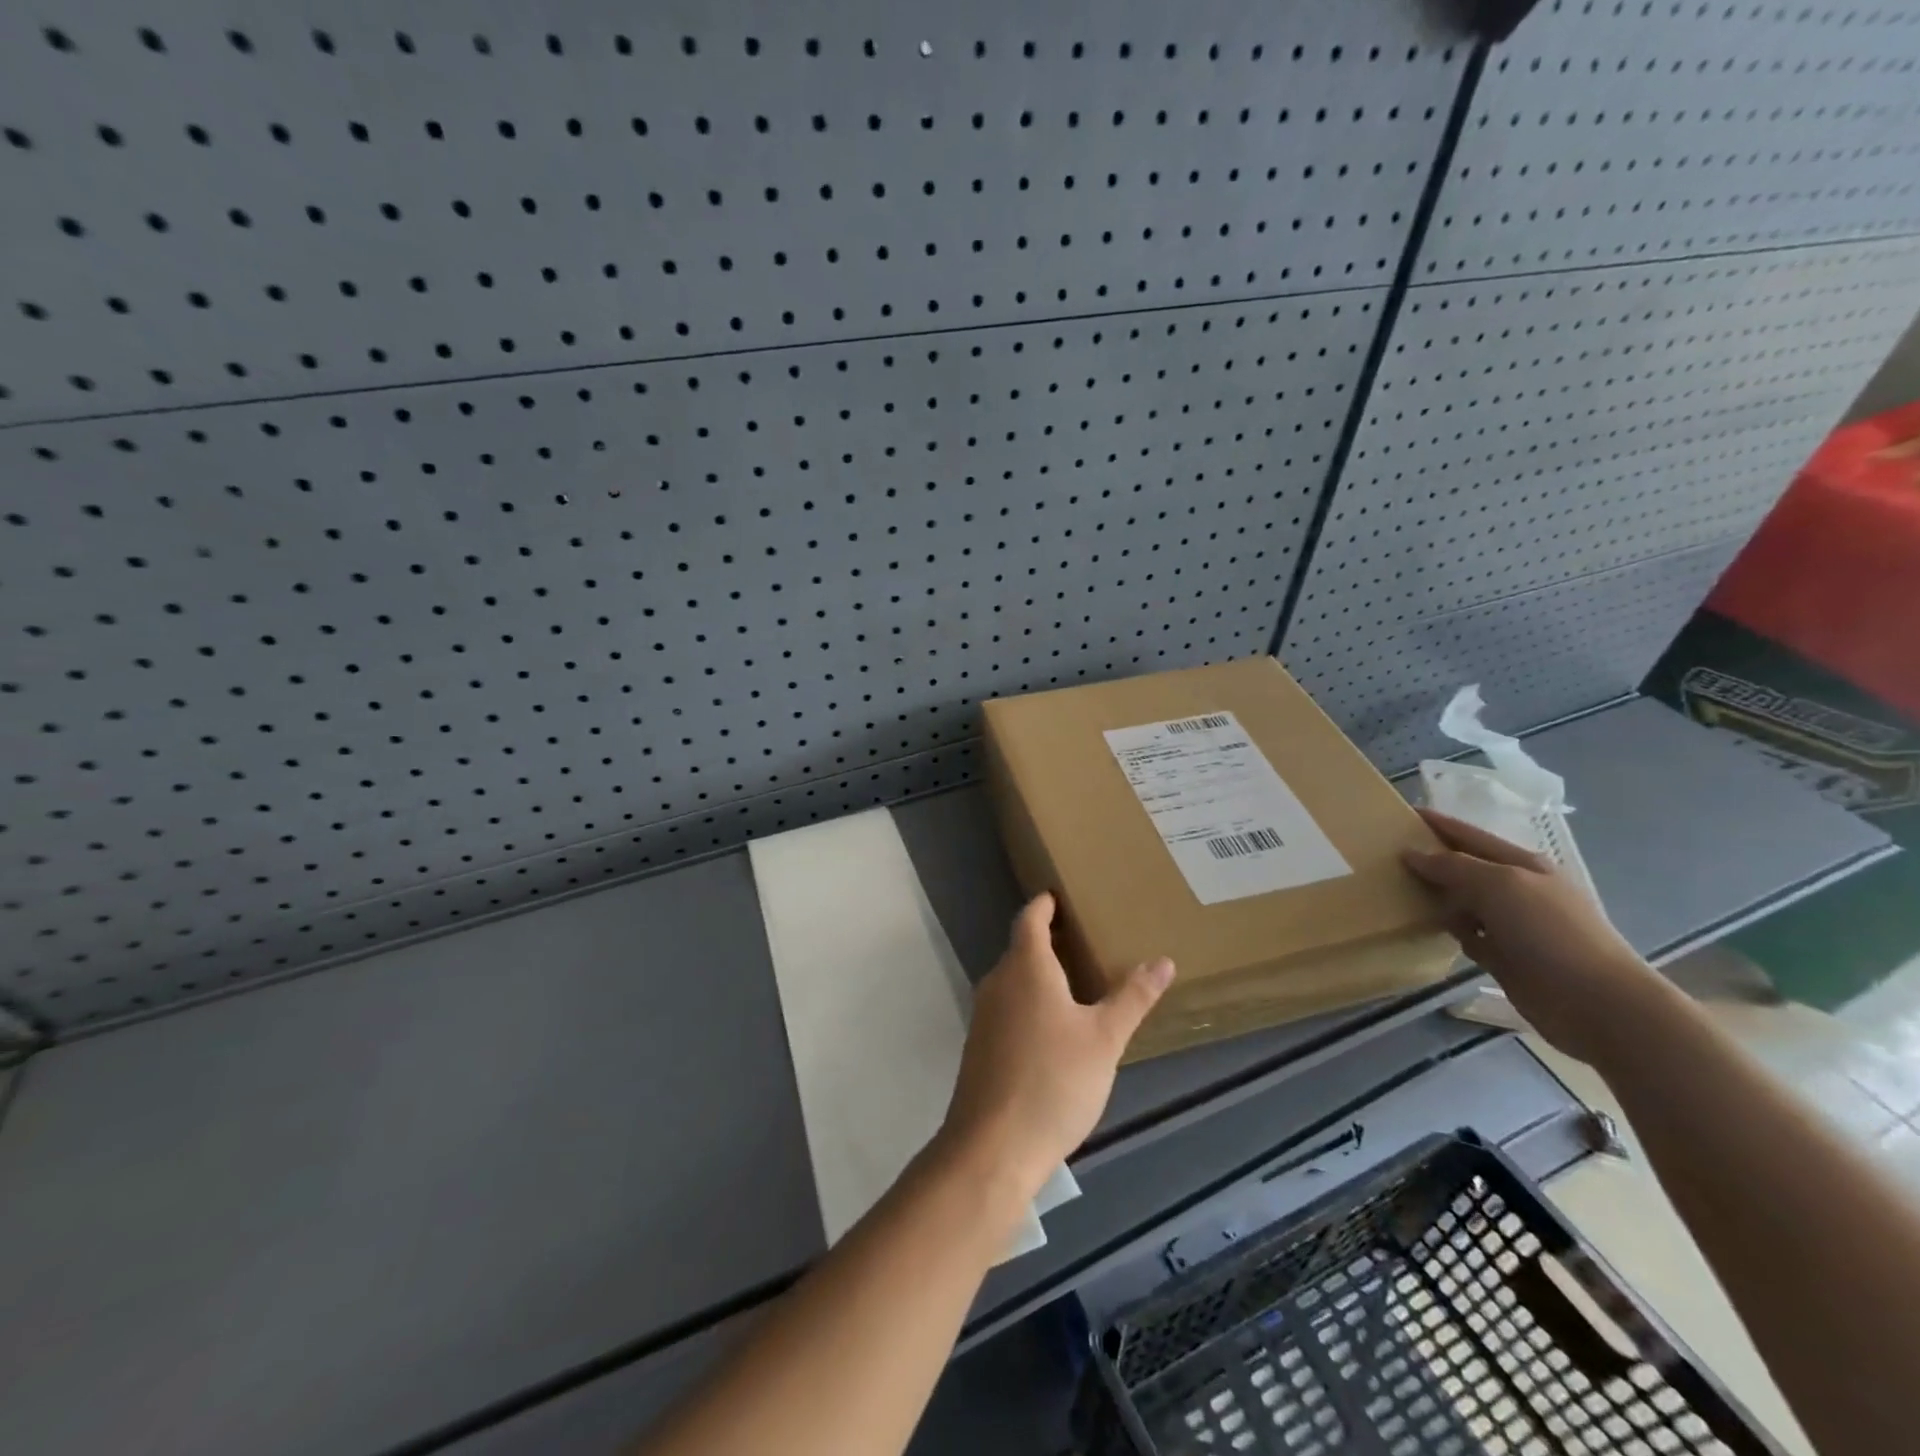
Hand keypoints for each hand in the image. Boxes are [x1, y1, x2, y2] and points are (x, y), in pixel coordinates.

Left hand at [939, 893, 1174, 1198]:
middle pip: (1021, 948)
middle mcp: (998, 982)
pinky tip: (1053, 1027)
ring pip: (1013, 980)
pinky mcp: (980, 1046)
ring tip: (1075, 980)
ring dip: (1039, 974)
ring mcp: (984, 1015)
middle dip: (1048, 940)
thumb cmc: (1053, 1081)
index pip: (1030, 919)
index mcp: (1026, 968)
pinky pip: (1008, 1007)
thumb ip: (1132, 997)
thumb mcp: (1104, 1039)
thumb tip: (1163, 960)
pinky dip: (1029, 1002)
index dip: (1045, 904)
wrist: (992, 1146)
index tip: (1060, 895)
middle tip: (1084, 938)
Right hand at [1403, 809, 1661, 1062]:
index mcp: (1522, 864)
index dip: (1437, 824)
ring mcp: (1511, 925)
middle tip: (1384, 855)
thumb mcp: (1500, 885)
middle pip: (1463, 867)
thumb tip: (1412, 854)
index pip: (1470, 835)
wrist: (1597, 1003)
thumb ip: (1453, 866)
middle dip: (1430, 859)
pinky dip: (1447, 929)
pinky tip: (1424, 926)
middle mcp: (1516, 890)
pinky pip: (1465, 933)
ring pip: (1460, 901)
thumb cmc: (1550, 932)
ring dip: (1434, 896)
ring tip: (1393, 889)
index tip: (1400, 814)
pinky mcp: (1504, 957)